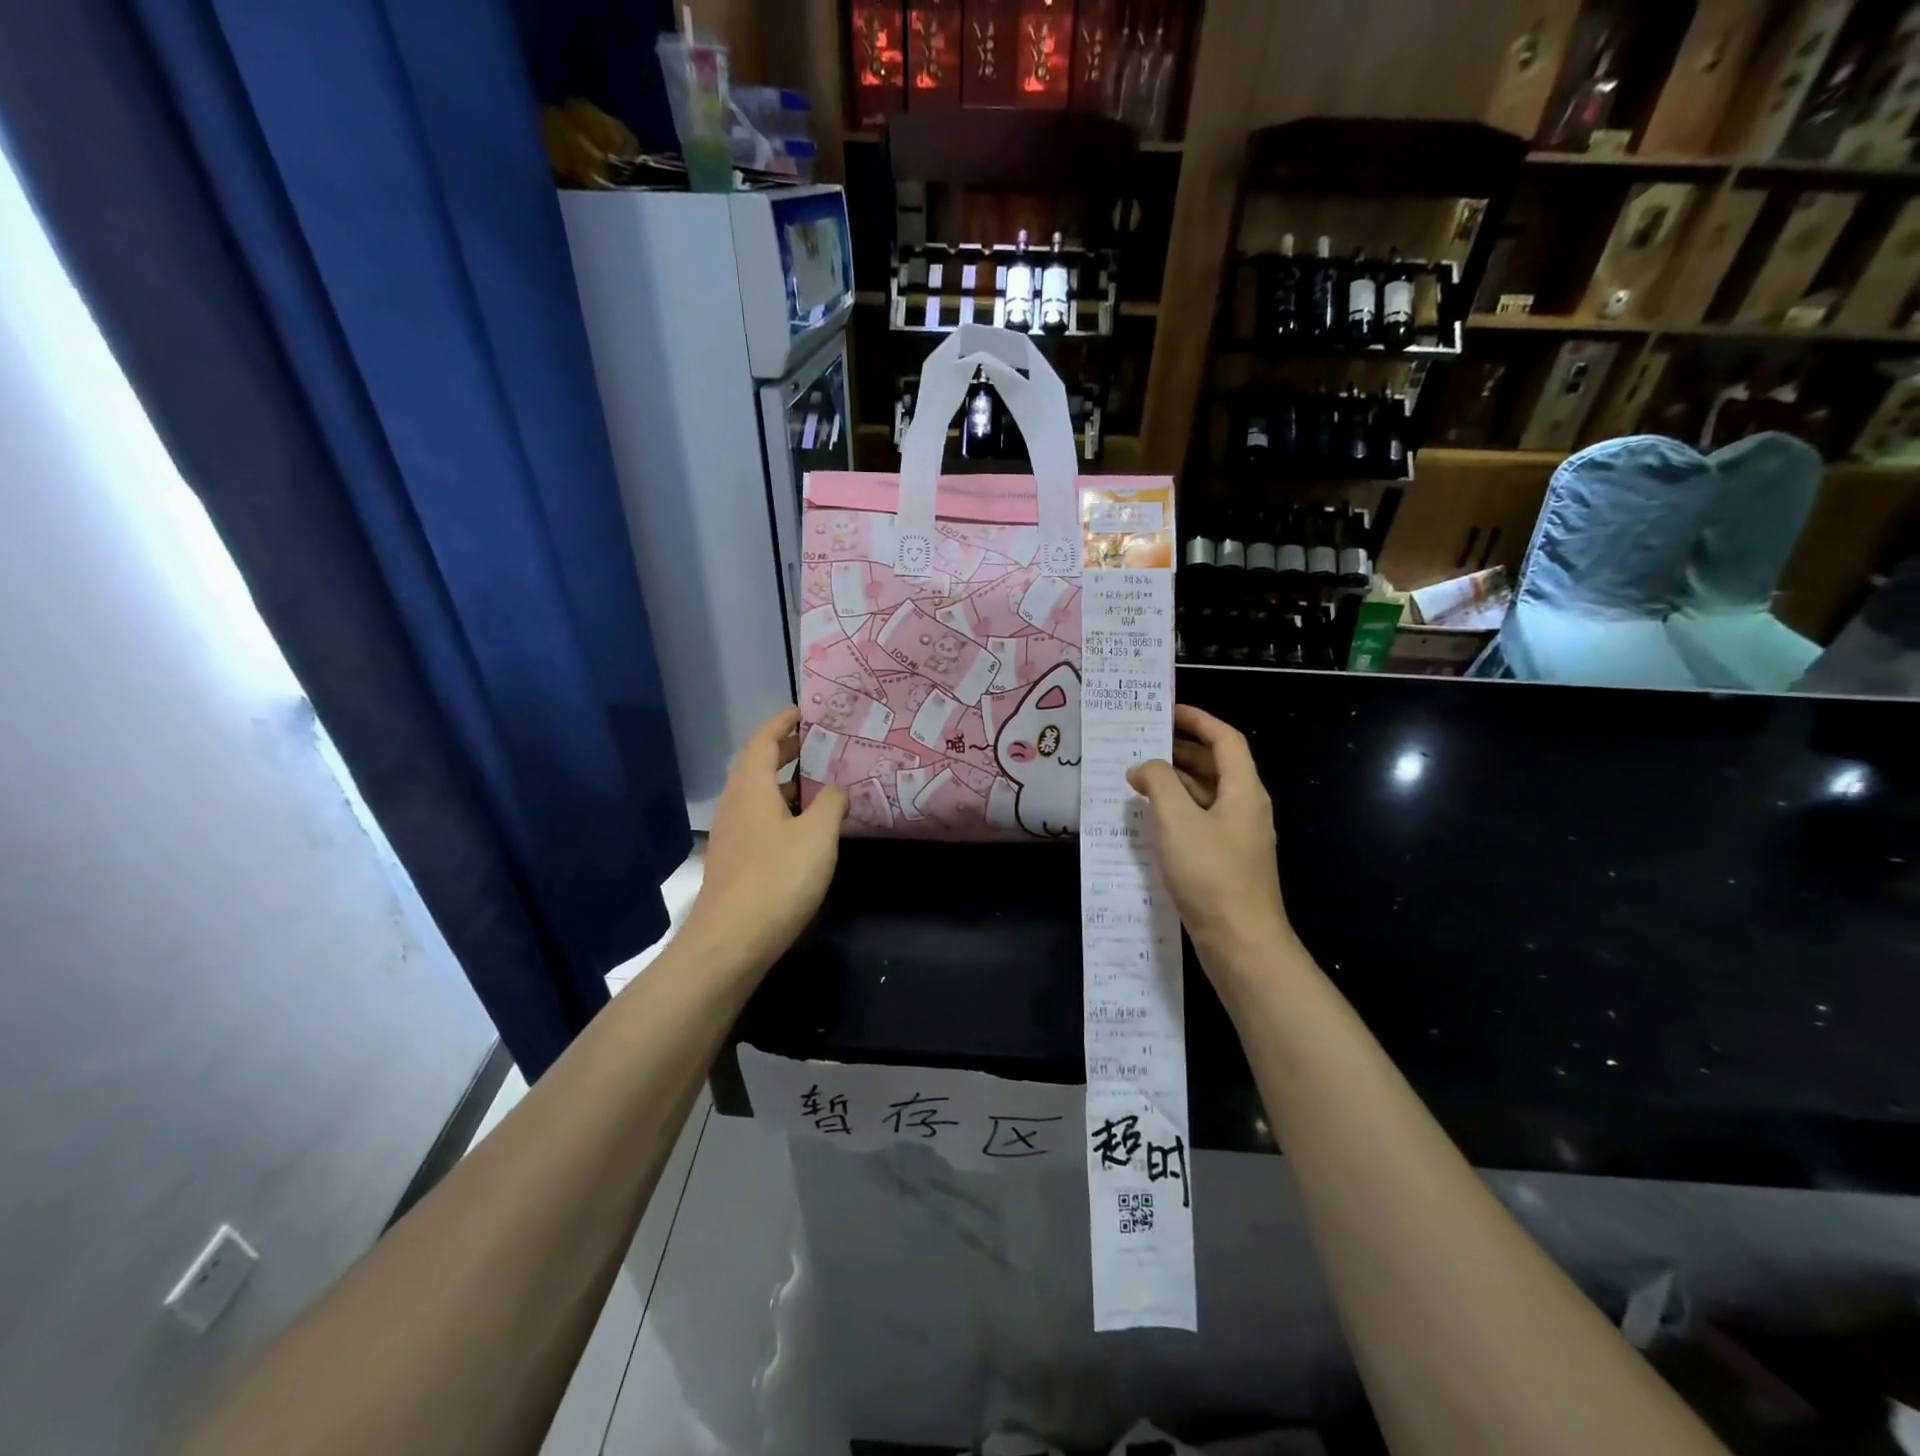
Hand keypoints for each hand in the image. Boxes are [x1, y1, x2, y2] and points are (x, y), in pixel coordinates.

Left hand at [687, 709, 846, 970]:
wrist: (731, 942)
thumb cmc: (777, 878)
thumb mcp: (817, 835)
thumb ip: (831, 803)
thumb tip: (837, 787)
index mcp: (751, 788)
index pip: (763, 741)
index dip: (783, 723)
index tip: (805, 711)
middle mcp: (736, 805)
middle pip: (758, 766)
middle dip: (788, 752)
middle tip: (822, 745)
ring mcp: (733, 835)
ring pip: (760, 796)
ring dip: (788, 784)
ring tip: (823, 783)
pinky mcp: (736, 861)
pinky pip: (762, 820)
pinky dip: (785, 811)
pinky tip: (809, 829)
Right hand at [1127, 706, 1293, 972]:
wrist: (1242, 944)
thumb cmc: (1211, 875)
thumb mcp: (1178, 821)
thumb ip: (1159, 783)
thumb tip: (1143, 767)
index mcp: (1243, 791)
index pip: (1226, 740)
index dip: (1199, 720)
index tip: (1167, 711)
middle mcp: (1245, 808)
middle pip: (1215, 766)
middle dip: (1181, 751)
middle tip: (1142, 745)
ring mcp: (1236, 837)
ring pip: (1205, 796)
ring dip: (1174, 784)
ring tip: (1136, 779)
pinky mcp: (1225, 862)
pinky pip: (1199, 823)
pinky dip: (1176, 812)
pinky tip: (1148, 821)